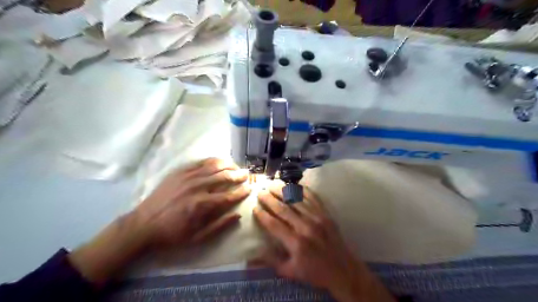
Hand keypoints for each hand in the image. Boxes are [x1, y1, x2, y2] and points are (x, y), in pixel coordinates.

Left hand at [136, 158, 251, 246]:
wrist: (143, 225)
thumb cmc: (172, 234)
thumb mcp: (197, 238)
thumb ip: (220, 226)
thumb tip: (238, 215)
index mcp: (203, 205)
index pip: (229, 195)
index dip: (242, 192)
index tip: (250, 189)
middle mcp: (198, 187)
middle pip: (224, 177)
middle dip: (238, 175)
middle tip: (247, 174)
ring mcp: (188, 177)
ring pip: (214, 166)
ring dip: (228, 165)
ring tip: (236, 166)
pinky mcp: (180, 172)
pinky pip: (200, 162)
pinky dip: (212, 161)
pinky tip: (219, 162)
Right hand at [252, 182, 393, 301]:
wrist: (343, 269)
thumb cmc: (314, 272)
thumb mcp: (290, 272)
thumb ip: (271, 261)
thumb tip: (252, 254)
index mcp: (295, 242)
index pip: (274, 225)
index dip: (263, 215)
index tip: (255, 208)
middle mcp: (305, 227)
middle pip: (283, 209)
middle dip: (269, 199)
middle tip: (261, 192)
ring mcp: (317, 218)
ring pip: (297, 200)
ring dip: (283, 191)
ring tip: (273, 184)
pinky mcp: (326, 214)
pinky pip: (313, 198)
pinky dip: (303, 191)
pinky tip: (295, 185)